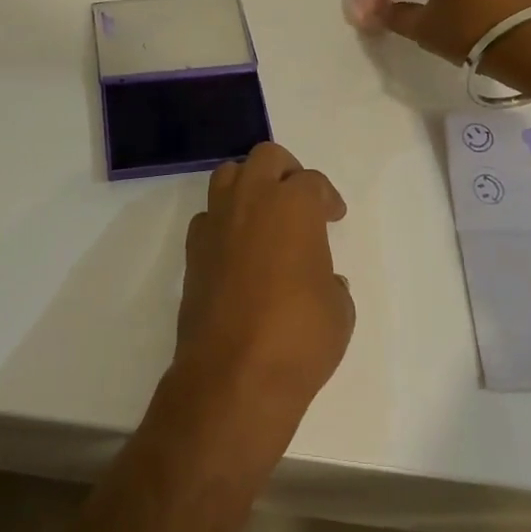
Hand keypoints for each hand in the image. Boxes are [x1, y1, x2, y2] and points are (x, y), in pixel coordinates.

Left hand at [178, 144, 353, 415]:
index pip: (312, 182)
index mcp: (293, 205)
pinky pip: (208, 216)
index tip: (333, 216)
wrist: (233, 374)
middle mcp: (250, 201)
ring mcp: (216, 223)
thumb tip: (321, 279)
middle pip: (266, 157)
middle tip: (299, 200)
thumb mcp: (339, 310)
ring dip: (248, 185)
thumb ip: (329, 280)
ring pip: (228, 176)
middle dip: (286, 171)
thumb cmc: (299, 337)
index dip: (326, 198)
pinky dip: (224, 221)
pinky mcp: (192, 250)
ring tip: (265, 215)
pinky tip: (237, 249)